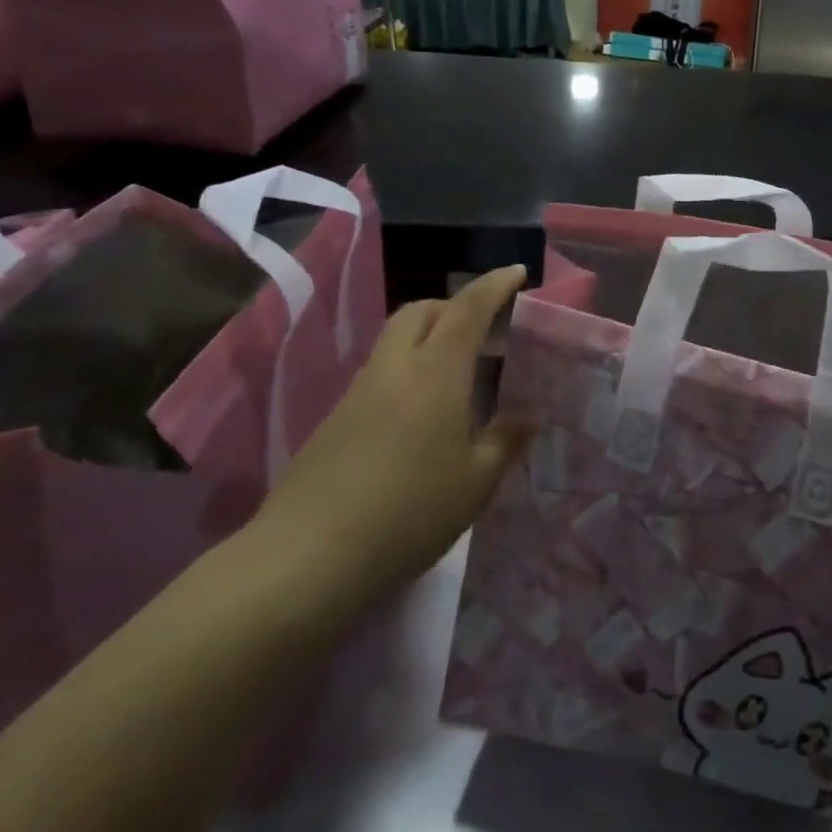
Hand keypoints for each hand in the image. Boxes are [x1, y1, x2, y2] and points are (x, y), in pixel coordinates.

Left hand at [252, 266, 532, 607]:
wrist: (306, 558)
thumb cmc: (409, 512)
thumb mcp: (476, 483)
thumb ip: (505, 443)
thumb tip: (525, 419)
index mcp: (436, 373)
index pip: (469, 309)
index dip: (495, 285)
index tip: (517, 272)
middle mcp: (394, 370)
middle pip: (420, 311)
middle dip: (453, 306)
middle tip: (483, 330)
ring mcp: (357, 393)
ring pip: (394, 341)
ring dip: (428, 339)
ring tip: (457, 377)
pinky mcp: (333, 421)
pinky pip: (379, 375)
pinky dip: (406, 373)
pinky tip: (420, 419)